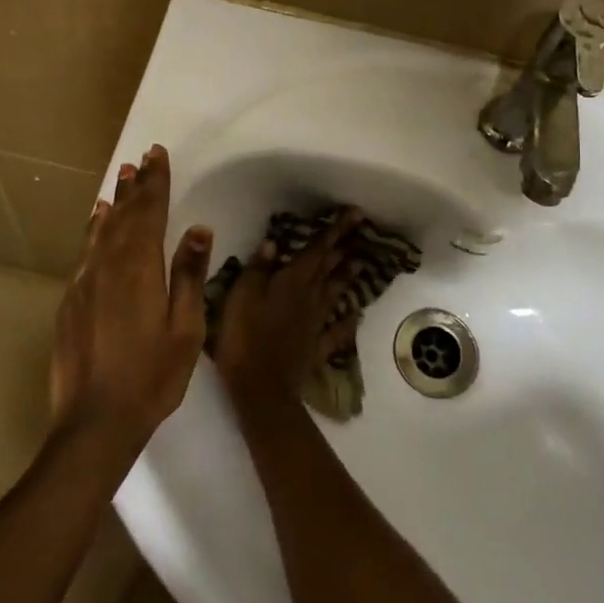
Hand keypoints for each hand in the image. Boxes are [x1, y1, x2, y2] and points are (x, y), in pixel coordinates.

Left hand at [49, 145, 211, 453]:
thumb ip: (190, 275)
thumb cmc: (151, 377)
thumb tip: (200, 228)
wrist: (94, 423)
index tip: (157, 154)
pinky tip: (98, 222)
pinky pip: (86, 252)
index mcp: (139, 269)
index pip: (149, 213)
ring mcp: (84, 283)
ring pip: (101, 231)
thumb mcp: (185, 329)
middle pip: (123, 215)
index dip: (155, 182)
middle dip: (136, 186)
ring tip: (122, 179)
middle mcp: (108, 266)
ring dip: (115, 203)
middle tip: (142, 158)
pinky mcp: (70, 301)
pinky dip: (95, 230)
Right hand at [209, 209, 359, 410]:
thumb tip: (273, 242)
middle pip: (330, 267)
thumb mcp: (242, 296)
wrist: (261, 388)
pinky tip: (356, 315)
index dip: (336, 230)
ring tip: (360, 263)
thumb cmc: (245, 337)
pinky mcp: (316, 346)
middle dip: (344, 246)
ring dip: (348, 276)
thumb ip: (258, 269)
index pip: (317, 249)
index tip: (355, 213)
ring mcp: (317, 322)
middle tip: (362, 230)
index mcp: (292, 281)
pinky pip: (336, 330)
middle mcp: (310, 297)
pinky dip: (347, 321)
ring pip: (336, 293)